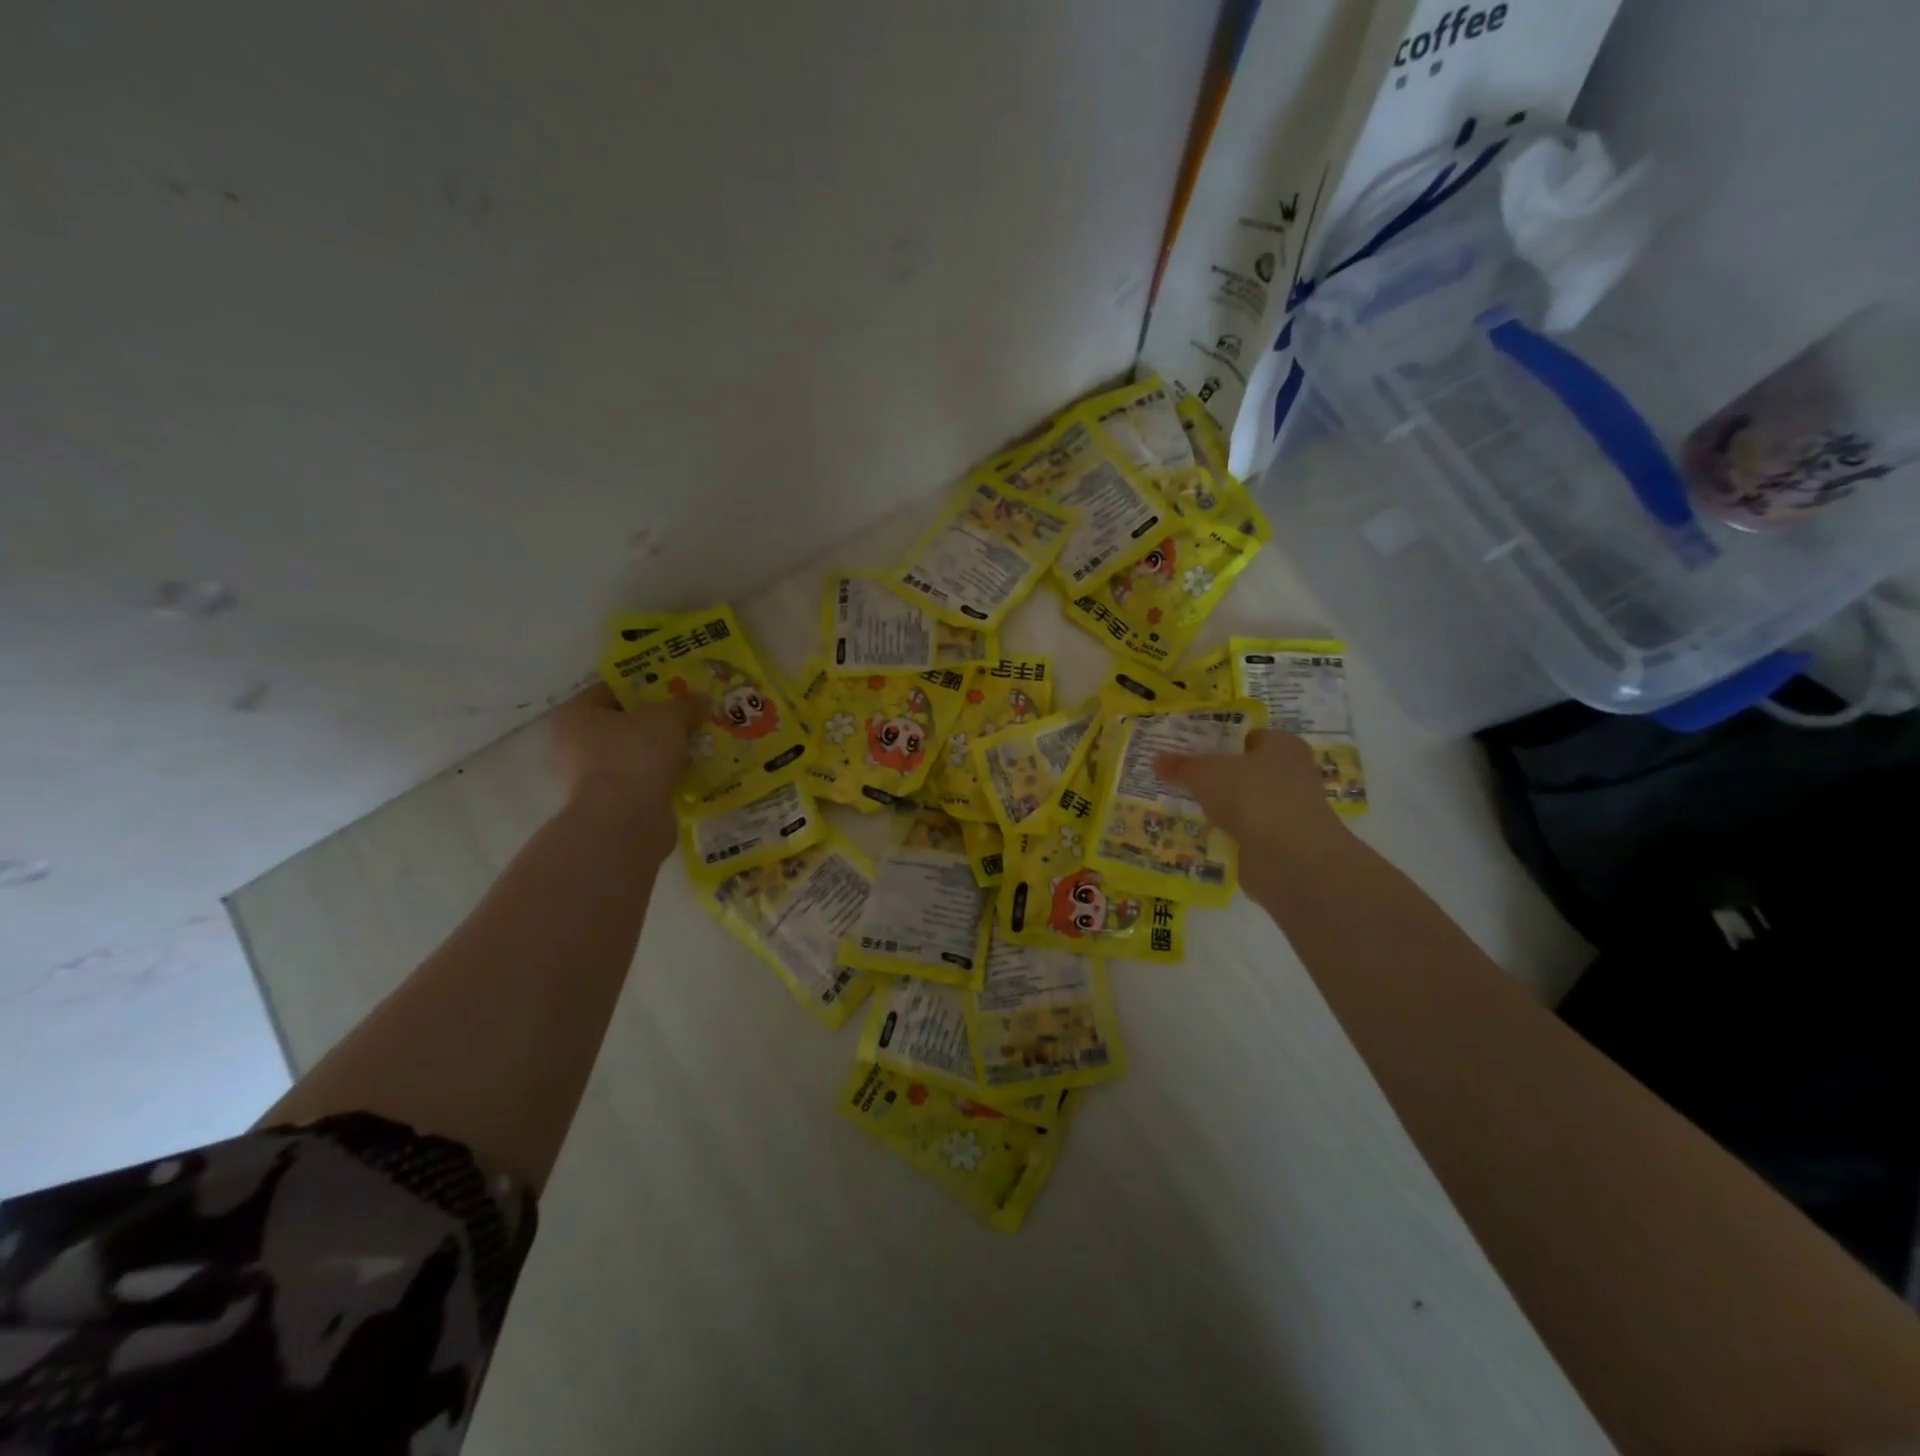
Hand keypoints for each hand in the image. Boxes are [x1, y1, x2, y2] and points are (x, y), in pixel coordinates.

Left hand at [550, 684, 702, 822]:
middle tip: (685, 722)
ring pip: (629, 756)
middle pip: (620, 726)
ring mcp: (585, 780)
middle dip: (653, 724)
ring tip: (690, 750)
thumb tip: (701, 699)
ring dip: (657, 754)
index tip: (673, 693)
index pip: (609, 691)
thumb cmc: (637, 755)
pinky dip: (656, 779)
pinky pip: (635, 782)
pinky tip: (683, 776)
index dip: (644, 688)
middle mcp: (570, 745)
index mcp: (574, 715)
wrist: (625, 820)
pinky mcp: (604, 806)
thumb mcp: (669, 719)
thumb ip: (685, 705)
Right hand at [1155, 729, 1348, 864]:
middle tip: (1178, 780)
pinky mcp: (1280, 843)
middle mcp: (1291, 774)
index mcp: (1282, 746)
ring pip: (1244, 803)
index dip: (1217, 742)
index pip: (1247, 737)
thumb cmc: (1252, 797)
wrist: (1290, 858)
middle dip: (1215, 778)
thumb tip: (1156, 759)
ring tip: (1182, 807)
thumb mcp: (1206, 774)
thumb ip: (1182, 766)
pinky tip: (1199, 835)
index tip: (1187, 751)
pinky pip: (1245, 832)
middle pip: (1244, 771)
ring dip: (1220, 808)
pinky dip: (1227, 834)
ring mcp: (1288, 811)